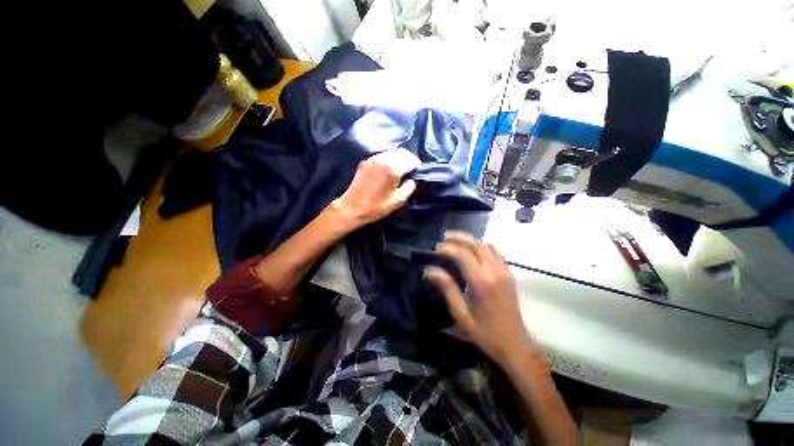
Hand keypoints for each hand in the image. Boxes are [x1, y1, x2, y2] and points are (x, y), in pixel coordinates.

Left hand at [331, 148, 420, 228]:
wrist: (352, 208)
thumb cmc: (376, 206)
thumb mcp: (398, 200)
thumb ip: (409, 187)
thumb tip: (411, 179)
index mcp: (392, 168)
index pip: (410, 160)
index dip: (416, 166)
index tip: (417, 172)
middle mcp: (383, 159)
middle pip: (402, 152)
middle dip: (409, 159)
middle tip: (411, 169)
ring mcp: (373, 159)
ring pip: (392, 152)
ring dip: (399, 158)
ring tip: (401, 169)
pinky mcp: (366, 162)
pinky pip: (382, 155)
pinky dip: (389, 159)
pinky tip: (389, 169)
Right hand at [426, 232, 532, 365]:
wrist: (515, 345)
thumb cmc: (485, 333)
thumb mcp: (461, 313)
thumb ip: (446, 288)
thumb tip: (429, 270)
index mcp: (482, 282)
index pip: (463, 254)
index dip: (447, 248)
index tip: (435, 249)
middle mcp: (495, 271)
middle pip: (476, 244)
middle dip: (459, 238)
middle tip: (444, 238)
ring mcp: (505, 271)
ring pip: (487, 245)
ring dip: (471, 241)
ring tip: (456, 243)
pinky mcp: (509, 274)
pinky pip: (496, 253)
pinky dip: (483, 247)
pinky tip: (474, 252)